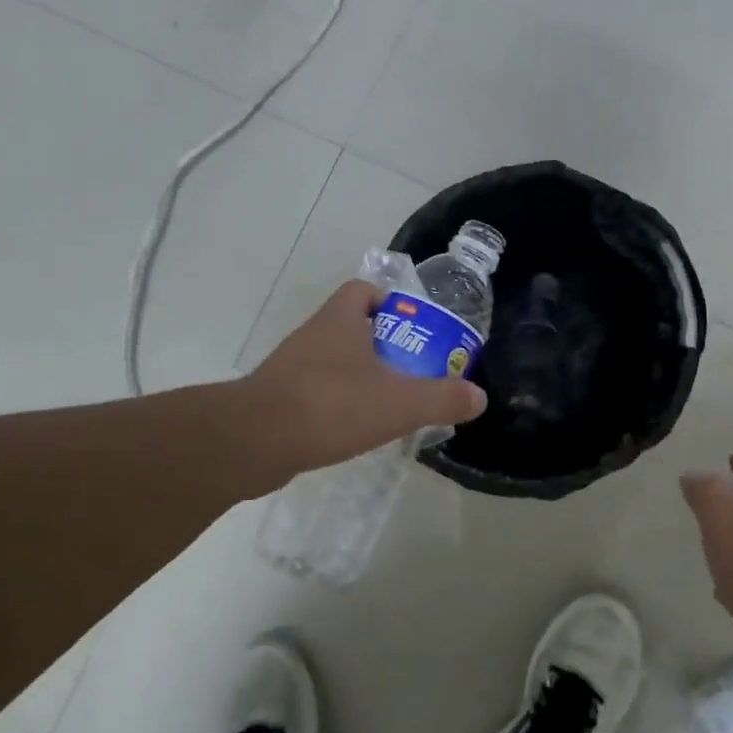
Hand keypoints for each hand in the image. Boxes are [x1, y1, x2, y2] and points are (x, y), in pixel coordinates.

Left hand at [240, 280, 487, 483]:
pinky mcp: (279, 398)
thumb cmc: (331, 406)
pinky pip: (317, 391)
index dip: (389, 302)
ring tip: (390, 404)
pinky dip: (338, 403)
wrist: (254, 441)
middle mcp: (314, 335)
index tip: (413, 328)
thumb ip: (443, 398)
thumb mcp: (400, 403)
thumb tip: (478, 396)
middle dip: (383, 345)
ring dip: (360, 376)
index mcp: (341, 320)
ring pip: (334, 361)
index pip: (363, 291)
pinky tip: (356, 429)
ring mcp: (292, 367)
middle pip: (352, 327)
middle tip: (412, 371)